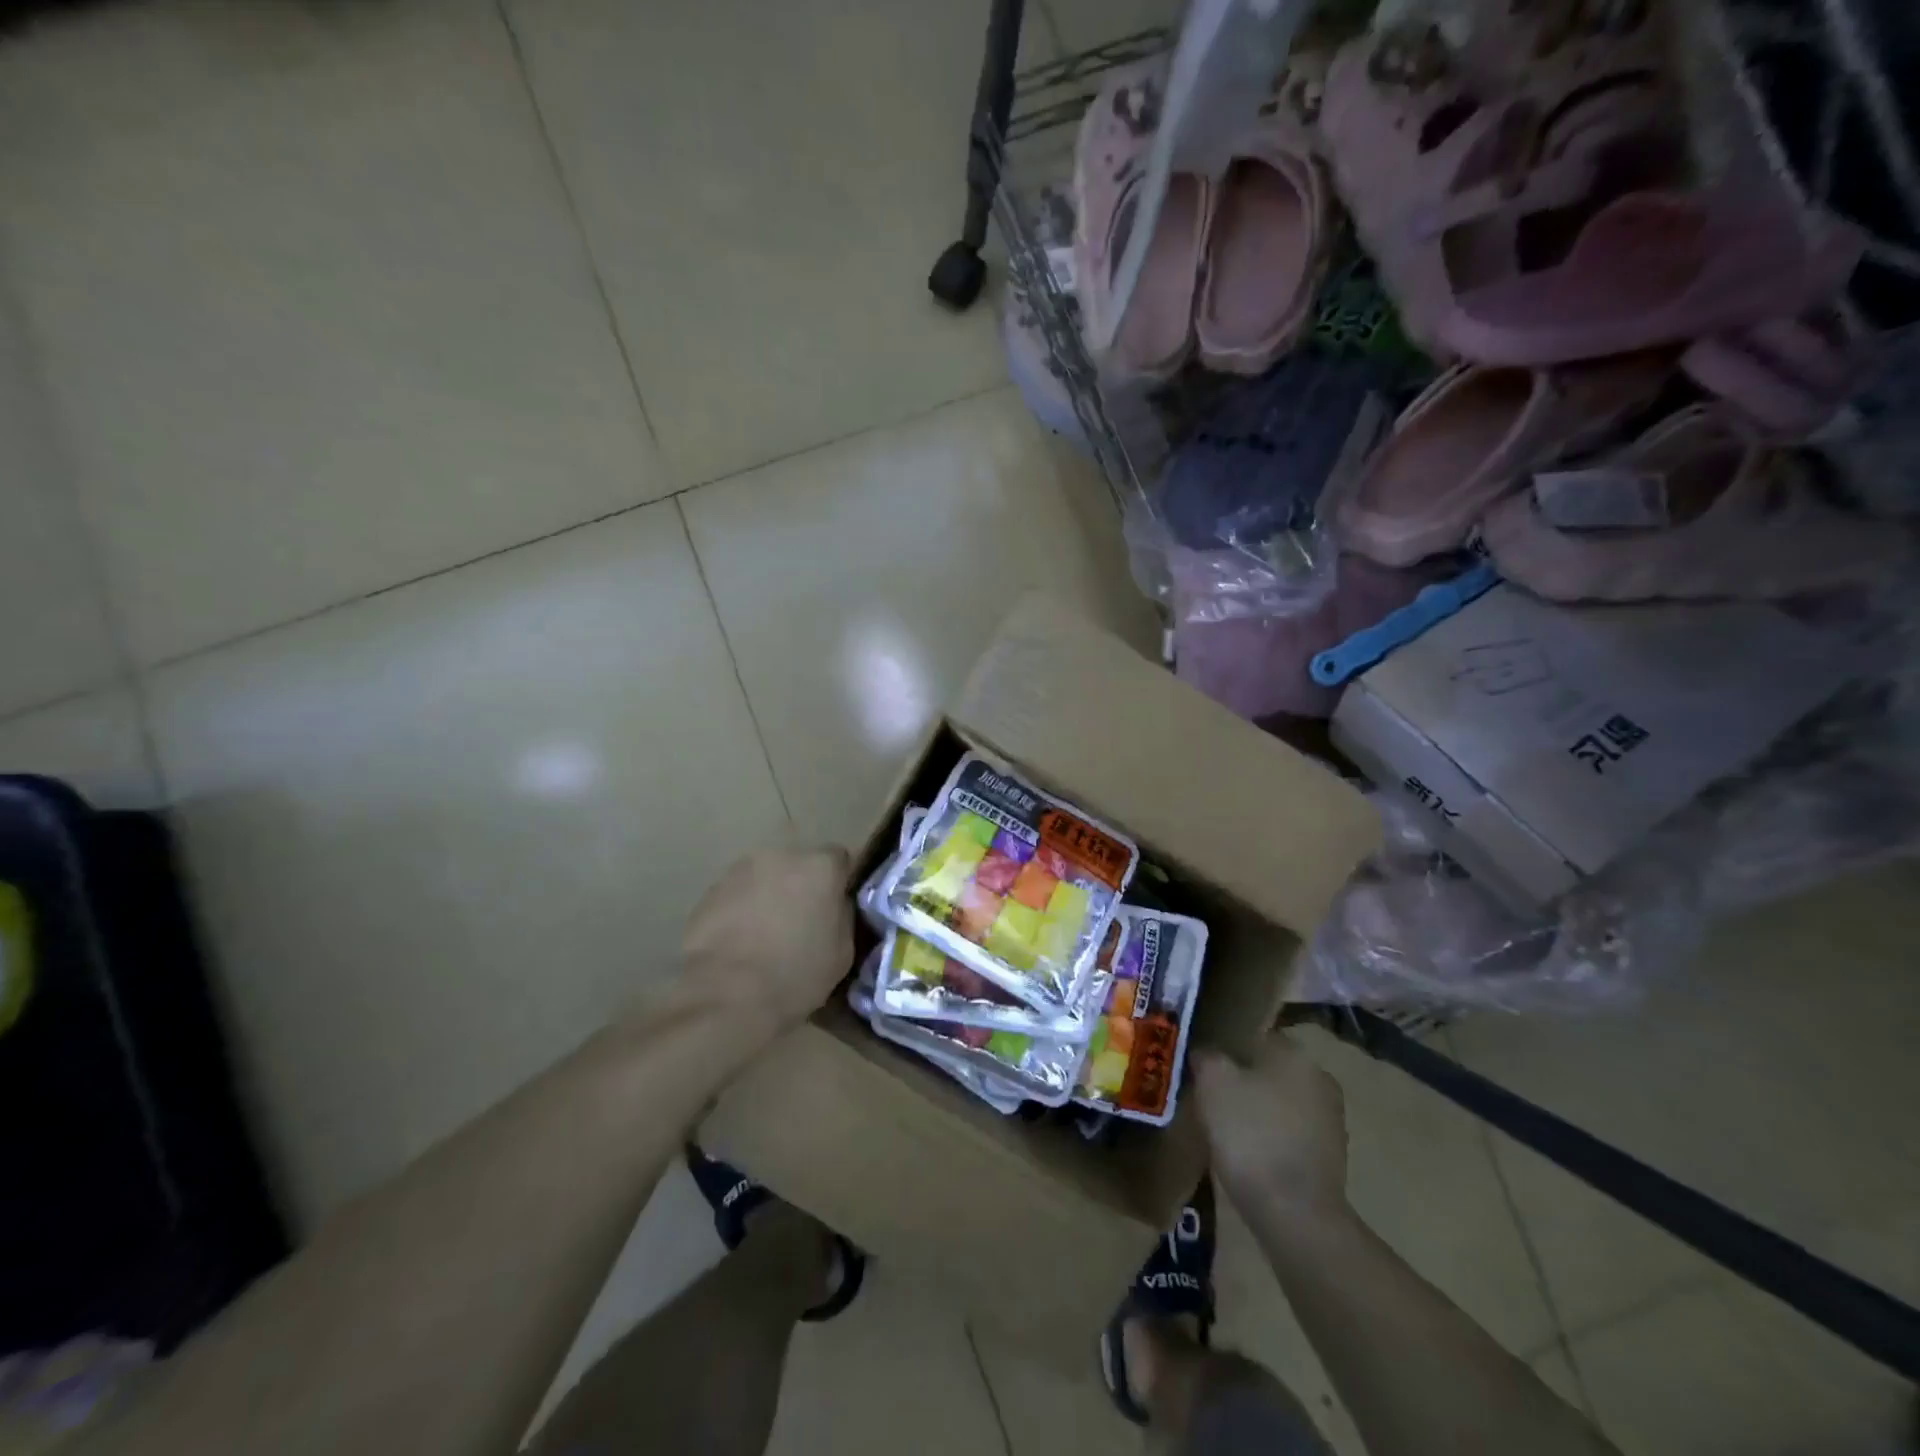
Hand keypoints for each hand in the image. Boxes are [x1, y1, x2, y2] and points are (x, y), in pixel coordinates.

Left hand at [678, 846, 853, 1035]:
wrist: (725, 995)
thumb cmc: (795, 975)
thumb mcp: (842, 952)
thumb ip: (842, 916)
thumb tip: (835, 906)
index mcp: (820, 867)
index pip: (840, 859)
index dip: (838, 883)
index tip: (834, 908)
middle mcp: (782, 856)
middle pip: (799, 865)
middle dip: (802, 887)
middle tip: (800, 923)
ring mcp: (741, 870)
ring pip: (765, 877)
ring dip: (769, 896)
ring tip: (765, 936)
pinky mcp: (710, 890)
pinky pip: (737, 894)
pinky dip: (741, 910)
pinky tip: (738, 942)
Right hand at [1194, 1034, 1349, 1228]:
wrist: (1295, 1214)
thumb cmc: (1251, 1134)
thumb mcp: (1212, 1082)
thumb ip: (1207, 1056)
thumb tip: (1207, 1053)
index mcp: (1296, 1054)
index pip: (1254, 1037)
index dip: (1224, 1047)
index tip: (1202, 1065)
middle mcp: (1320, 1079)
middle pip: (1268, 1070)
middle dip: (1242, 1080)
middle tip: (1209, 1095)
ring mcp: (1331, 1121)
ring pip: (1280, 1103)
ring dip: (1256, 1111)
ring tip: (1223, 1127)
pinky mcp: (1330, 1159)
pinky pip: (1289, 1134)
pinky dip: (1269, 1139)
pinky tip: (1247, 1154)